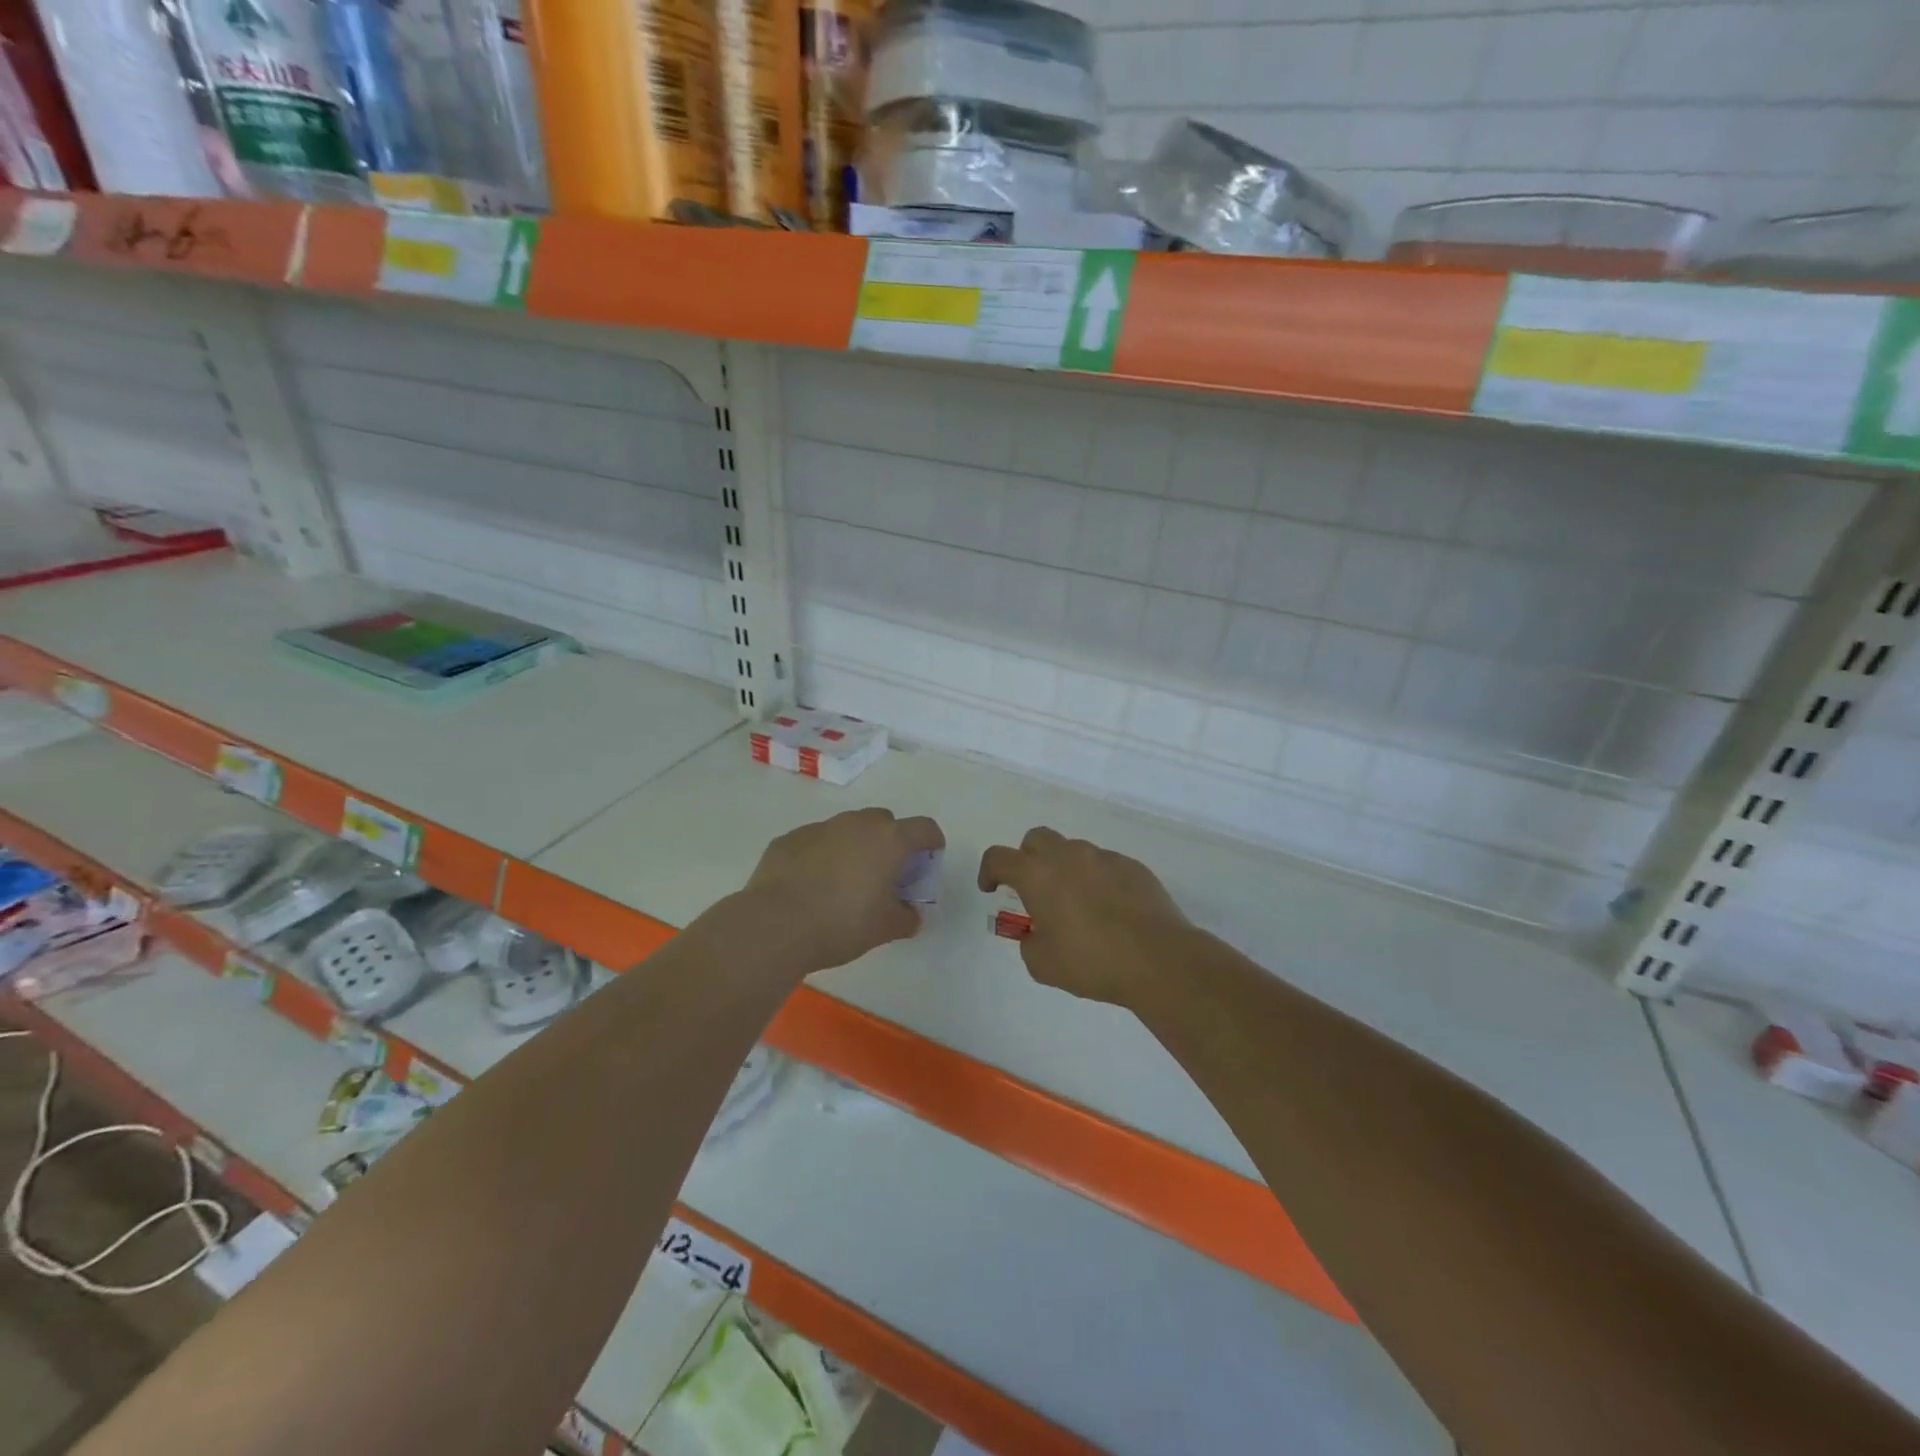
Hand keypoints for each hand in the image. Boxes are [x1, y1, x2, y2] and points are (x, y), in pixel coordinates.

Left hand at [741, 808, 944, 972]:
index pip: (924, 828)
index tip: (929, 860)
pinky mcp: (789, 839)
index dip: (932, 843)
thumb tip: (911, 914)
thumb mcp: (885, 928)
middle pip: (884, 822)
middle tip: (886, 874)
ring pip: (847, 829)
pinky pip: (816, 842)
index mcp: (889, 840)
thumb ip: (906, 918)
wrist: (775, 924)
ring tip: (846, 882)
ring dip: (854, 847)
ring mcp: (820, 828)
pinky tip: (811, 886)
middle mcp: (856, 824)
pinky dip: (821, 856)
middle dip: (890, 842)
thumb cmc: (842, 924)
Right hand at [978, 827, 1193, 1006]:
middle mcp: (1068, 856)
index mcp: (1037, 875)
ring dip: (1065, 869)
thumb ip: (1030, 943)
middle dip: (1027, 859)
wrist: (1158, 958)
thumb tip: (1037, 933)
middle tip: (1034, 890)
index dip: (988, 871)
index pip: (999, 858)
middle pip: (1036, 839)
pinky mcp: (1132, 866)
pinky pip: (1104, 864)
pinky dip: (1097, 879)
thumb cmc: (1092, 962)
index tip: (991, 888)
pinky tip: (1109, 909)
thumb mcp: (1043, 965)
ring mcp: (1103, 857)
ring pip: (1073, 850)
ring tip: (1076, 904)